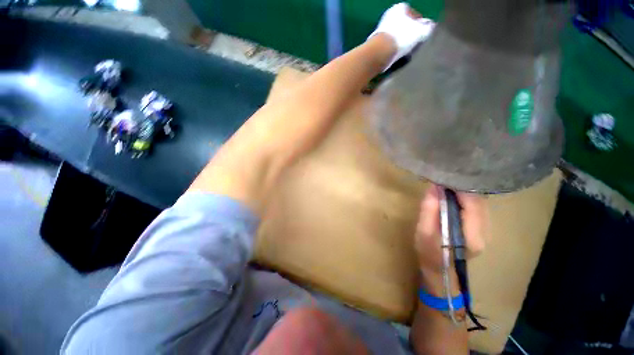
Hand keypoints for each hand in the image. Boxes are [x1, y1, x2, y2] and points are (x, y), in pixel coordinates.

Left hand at [368, 2, 435, 70]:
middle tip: (415, 44)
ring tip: (406, 51)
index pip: (415, 15)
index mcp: (401, 7)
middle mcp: (389, 14)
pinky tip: (397, 55)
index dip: (421, 26)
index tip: (423, 35)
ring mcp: (381, 28)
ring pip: (396, 35)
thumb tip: (431, 26)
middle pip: (404, 25)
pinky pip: (389, 44)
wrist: (380, 52)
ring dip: (401, 42)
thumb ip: (427, 28)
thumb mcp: (420, 32)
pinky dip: (393, 48)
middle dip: (409, 33)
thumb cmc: (402, 38)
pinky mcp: (376, 42)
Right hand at [414, 186, 488, 275]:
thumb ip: (430, 210)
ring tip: (446, 186)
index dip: (461, 189)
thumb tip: (434, 187)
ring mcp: (486, 230)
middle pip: (479, 202)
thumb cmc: (428, 251)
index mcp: (472, 236)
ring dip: (464, 192)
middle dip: (462, 188)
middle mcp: (486, 232)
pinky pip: (476, 207)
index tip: (444, 179)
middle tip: (443, 180)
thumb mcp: (424, 231)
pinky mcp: (481, 227)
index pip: (474, 204)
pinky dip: (465, 198)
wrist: (439, 268)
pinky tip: (452, 196)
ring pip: (480, 203)